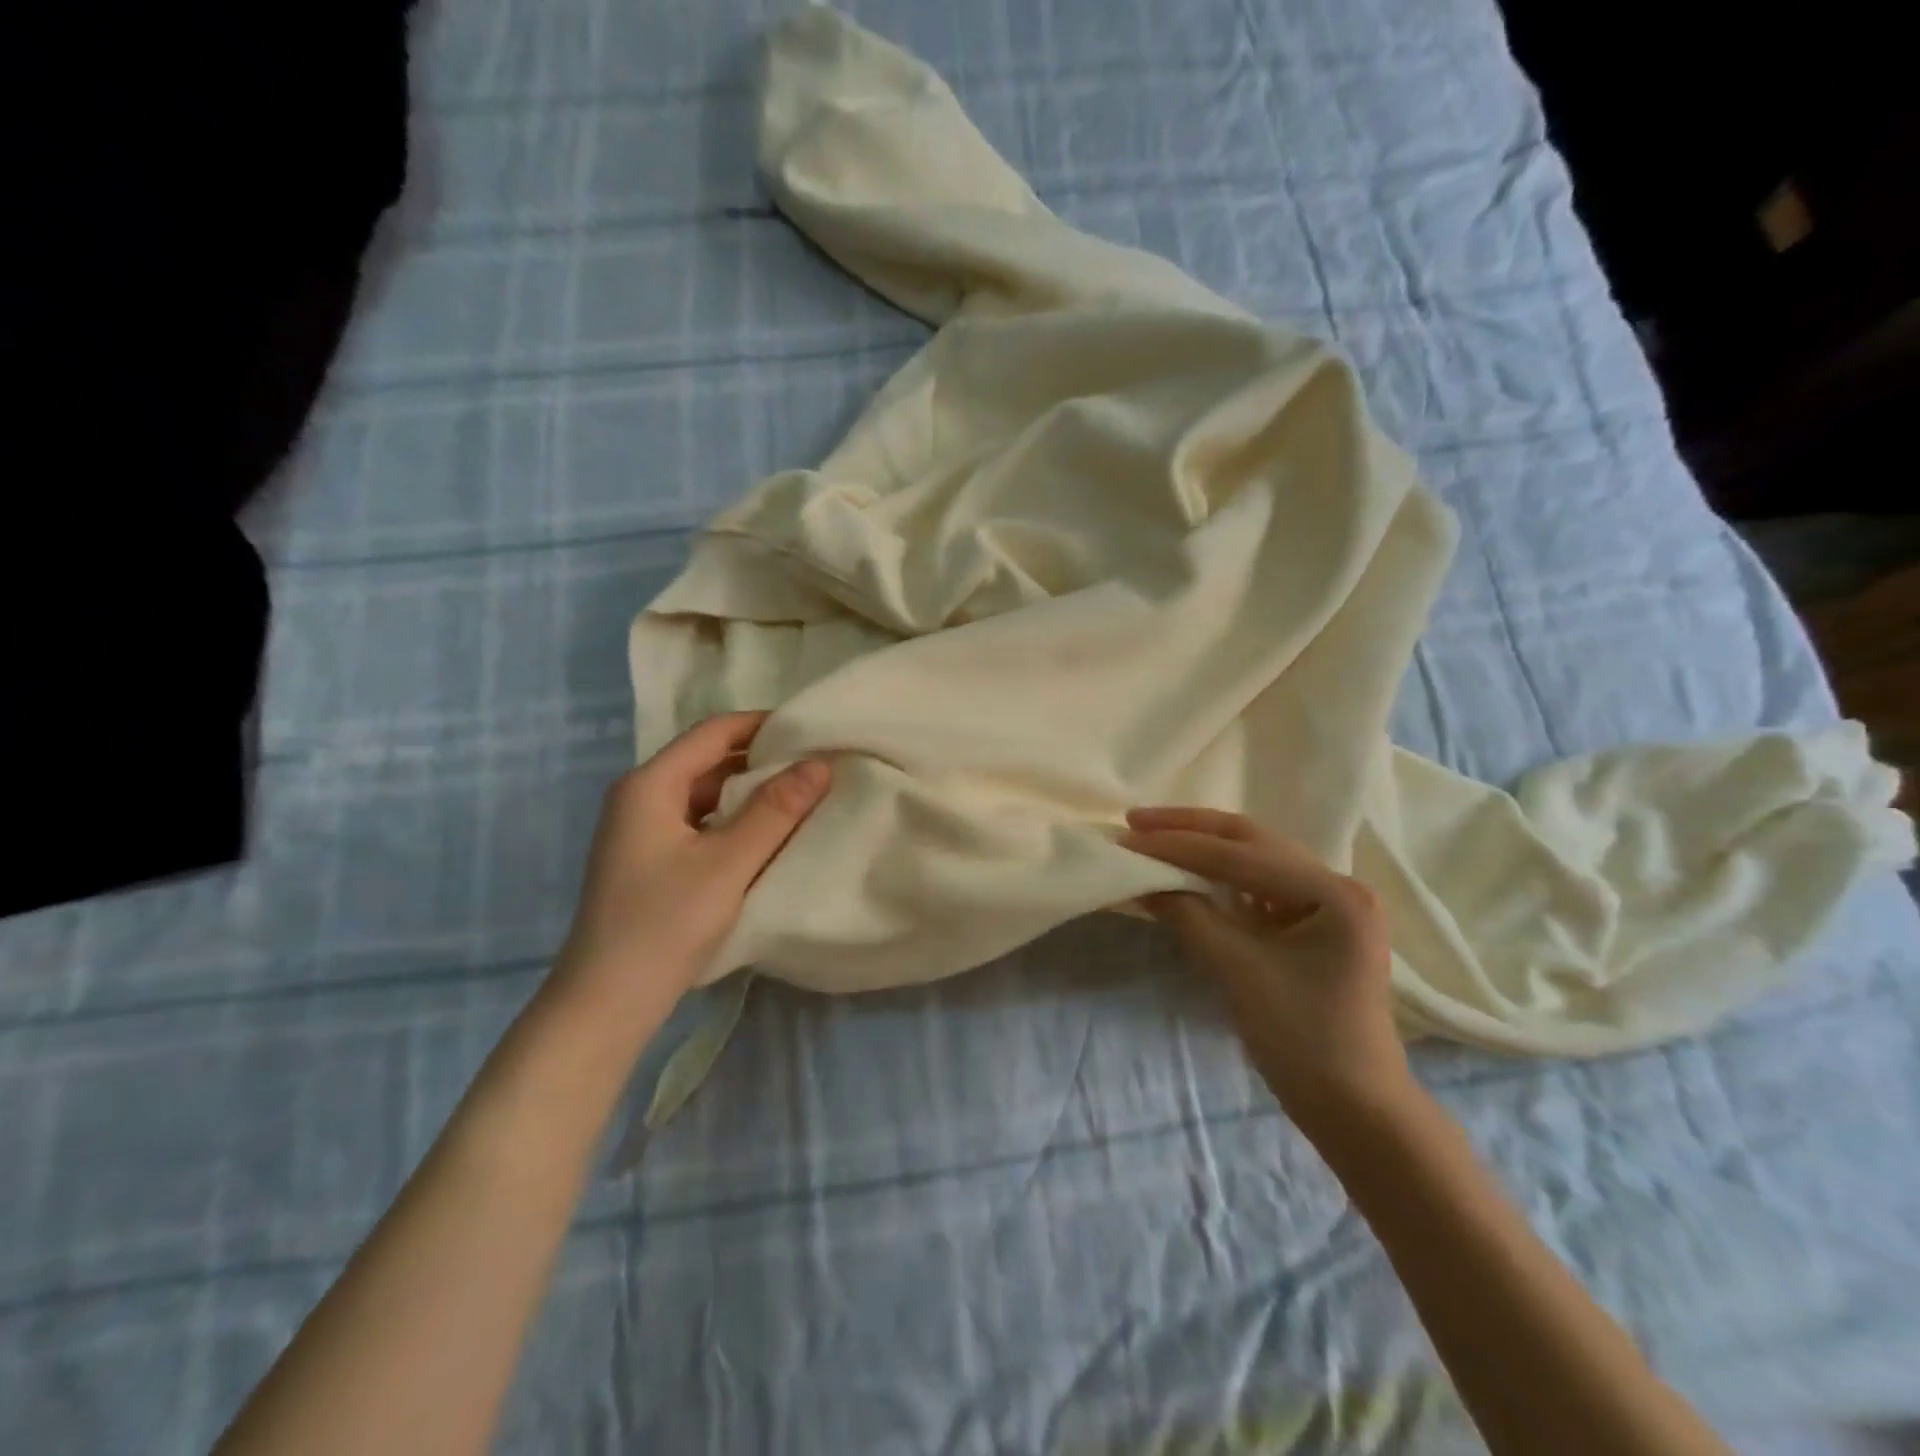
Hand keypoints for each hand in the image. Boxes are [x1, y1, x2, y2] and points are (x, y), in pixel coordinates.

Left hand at [553, 712, 830, 1013]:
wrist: (606, 1003)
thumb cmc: (665, 924)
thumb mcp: (728, 863)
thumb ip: (776, 810)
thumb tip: (821, 763)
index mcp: (650, 784)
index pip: (714, 731)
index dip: (765, 725)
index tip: (813, 730)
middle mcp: (641, 797)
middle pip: (710, 760)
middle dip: (763, 759)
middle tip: (818, 765)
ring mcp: (644, 830)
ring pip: (708, 794)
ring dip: (752, 793)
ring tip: (804, 797)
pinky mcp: (652, 860)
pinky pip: (702, 823)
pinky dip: (736, 821)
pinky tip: (770, 836)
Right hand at [1122, 807, 1408, 1130]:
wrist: (1355, 1110)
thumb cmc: (1303, 1041)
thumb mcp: (1237, 971)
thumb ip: (1188, 915)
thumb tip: (1141, 879)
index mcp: (1333, 892)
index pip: (1240, 855)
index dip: (1178, 846)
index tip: (1127, 837)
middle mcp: (1337, 884)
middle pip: (1251, 841)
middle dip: (1190, 829)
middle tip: (1136, 821)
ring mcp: (1329, 903)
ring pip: (1254, 858)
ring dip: (1203, 847)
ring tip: (1155, 837)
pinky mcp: (1315, 923)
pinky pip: (1260, 885)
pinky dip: (1219, 876)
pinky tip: (1188, 873)